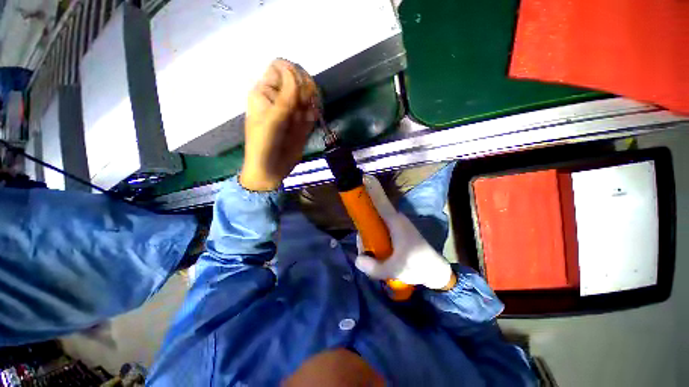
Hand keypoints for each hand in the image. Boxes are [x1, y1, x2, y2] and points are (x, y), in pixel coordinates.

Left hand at [240, 59, 317, 190]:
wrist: (271, 169)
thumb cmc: (263, 144)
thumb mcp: (272, 120)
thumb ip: (284, 97)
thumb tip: (292, 70)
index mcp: (265, 92)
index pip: (281, 68)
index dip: (292, 73)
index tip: (297, 90)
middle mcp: (280, 97)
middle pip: (299, 79)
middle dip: (305, 90)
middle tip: (303, 107)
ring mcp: (293, 110)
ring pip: (309, 95)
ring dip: (312, 103)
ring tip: (307, 117)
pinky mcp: (303, 122)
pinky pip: (313, 110)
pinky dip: (315, 113)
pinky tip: (312, 121)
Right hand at [354, 175, 455, 289]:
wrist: (436, 271)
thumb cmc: (418, 266)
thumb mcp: (394, 270)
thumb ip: (373, 267)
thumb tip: (357, 258)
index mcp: (395, 222)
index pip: (380, 201)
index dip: (371, 188)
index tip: (363, 176)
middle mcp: (395, 218)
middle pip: (373, 212)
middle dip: (363, 225)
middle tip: (364, 248)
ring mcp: (396, 224)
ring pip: (375, 221)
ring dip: (368, 234)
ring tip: (371, 256)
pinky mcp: (397, 230)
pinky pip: (380, 227)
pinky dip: (374, 236)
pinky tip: (376, 253)